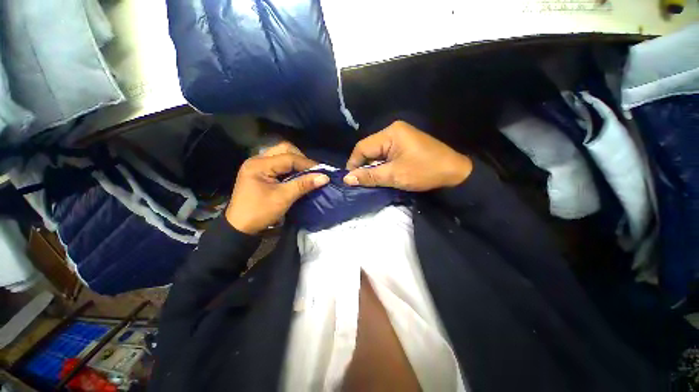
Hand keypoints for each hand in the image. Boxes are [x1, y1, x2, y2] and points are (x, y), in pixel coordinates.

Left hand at [225, 142, 328, 233]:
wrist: (240, 228)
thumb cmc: (260, 212)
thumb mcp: (283, 198)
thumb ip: (303, 184)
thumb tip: (325, 177)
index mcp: (259, 165)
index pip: (289, 157)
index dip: (307, 164)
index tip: (322, 172)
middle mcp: (257, 160)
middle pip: (284, 149)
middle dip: (301, 158)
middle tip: (311, 171)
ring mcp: (258, 165)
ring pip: (282, 155)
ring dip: (296, 162)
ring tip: (306, 173)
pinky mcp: (260, 172)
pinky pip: (279, 163)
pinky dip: (290, 168)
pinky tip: (297, 176)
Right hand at [344, 121, 472, 190]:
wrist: (455, 173)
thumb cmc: (424, 172)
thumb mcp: (394, 175)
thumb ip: (369, 176)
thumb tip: (347, 179)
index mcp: (390, 133)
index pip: (362, 147)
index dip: (354, 163)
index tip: (350, 179)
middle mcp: (393, 131)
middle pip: (369, 148)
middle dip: (363, 166)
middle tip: (360, 182)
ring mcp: (400, 137)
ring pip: (377, 152)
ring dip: (372, 166)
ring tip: (369, 180)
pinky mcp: (404, 144)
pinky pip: (386, 154)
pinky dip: (382, 165)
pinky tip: (381, 174)